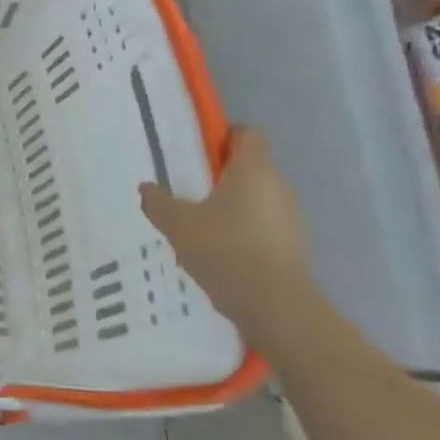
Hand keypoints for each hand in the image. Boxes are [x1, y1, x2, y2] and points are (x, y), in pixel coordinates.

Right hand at [139, 126, 311, 328]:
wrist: (274, 305)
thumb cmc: (224, 249)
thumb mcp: (177, 223)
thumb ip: (158, 202)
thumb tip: (146, 188)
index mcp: (253, 170)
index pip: (248, 133)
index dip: (224, 135)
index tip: (198, 152)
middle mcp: (278, 187)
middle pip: (251, 167)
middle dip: (220, 175)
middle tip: (187, 191)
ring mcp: (290, 219)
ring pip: (256, 199)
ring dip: (231, 206)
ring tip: (199, 227)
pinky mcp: (293, 247)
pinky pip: (263, 227)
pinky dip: (242, 232)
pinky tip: (217, 254)